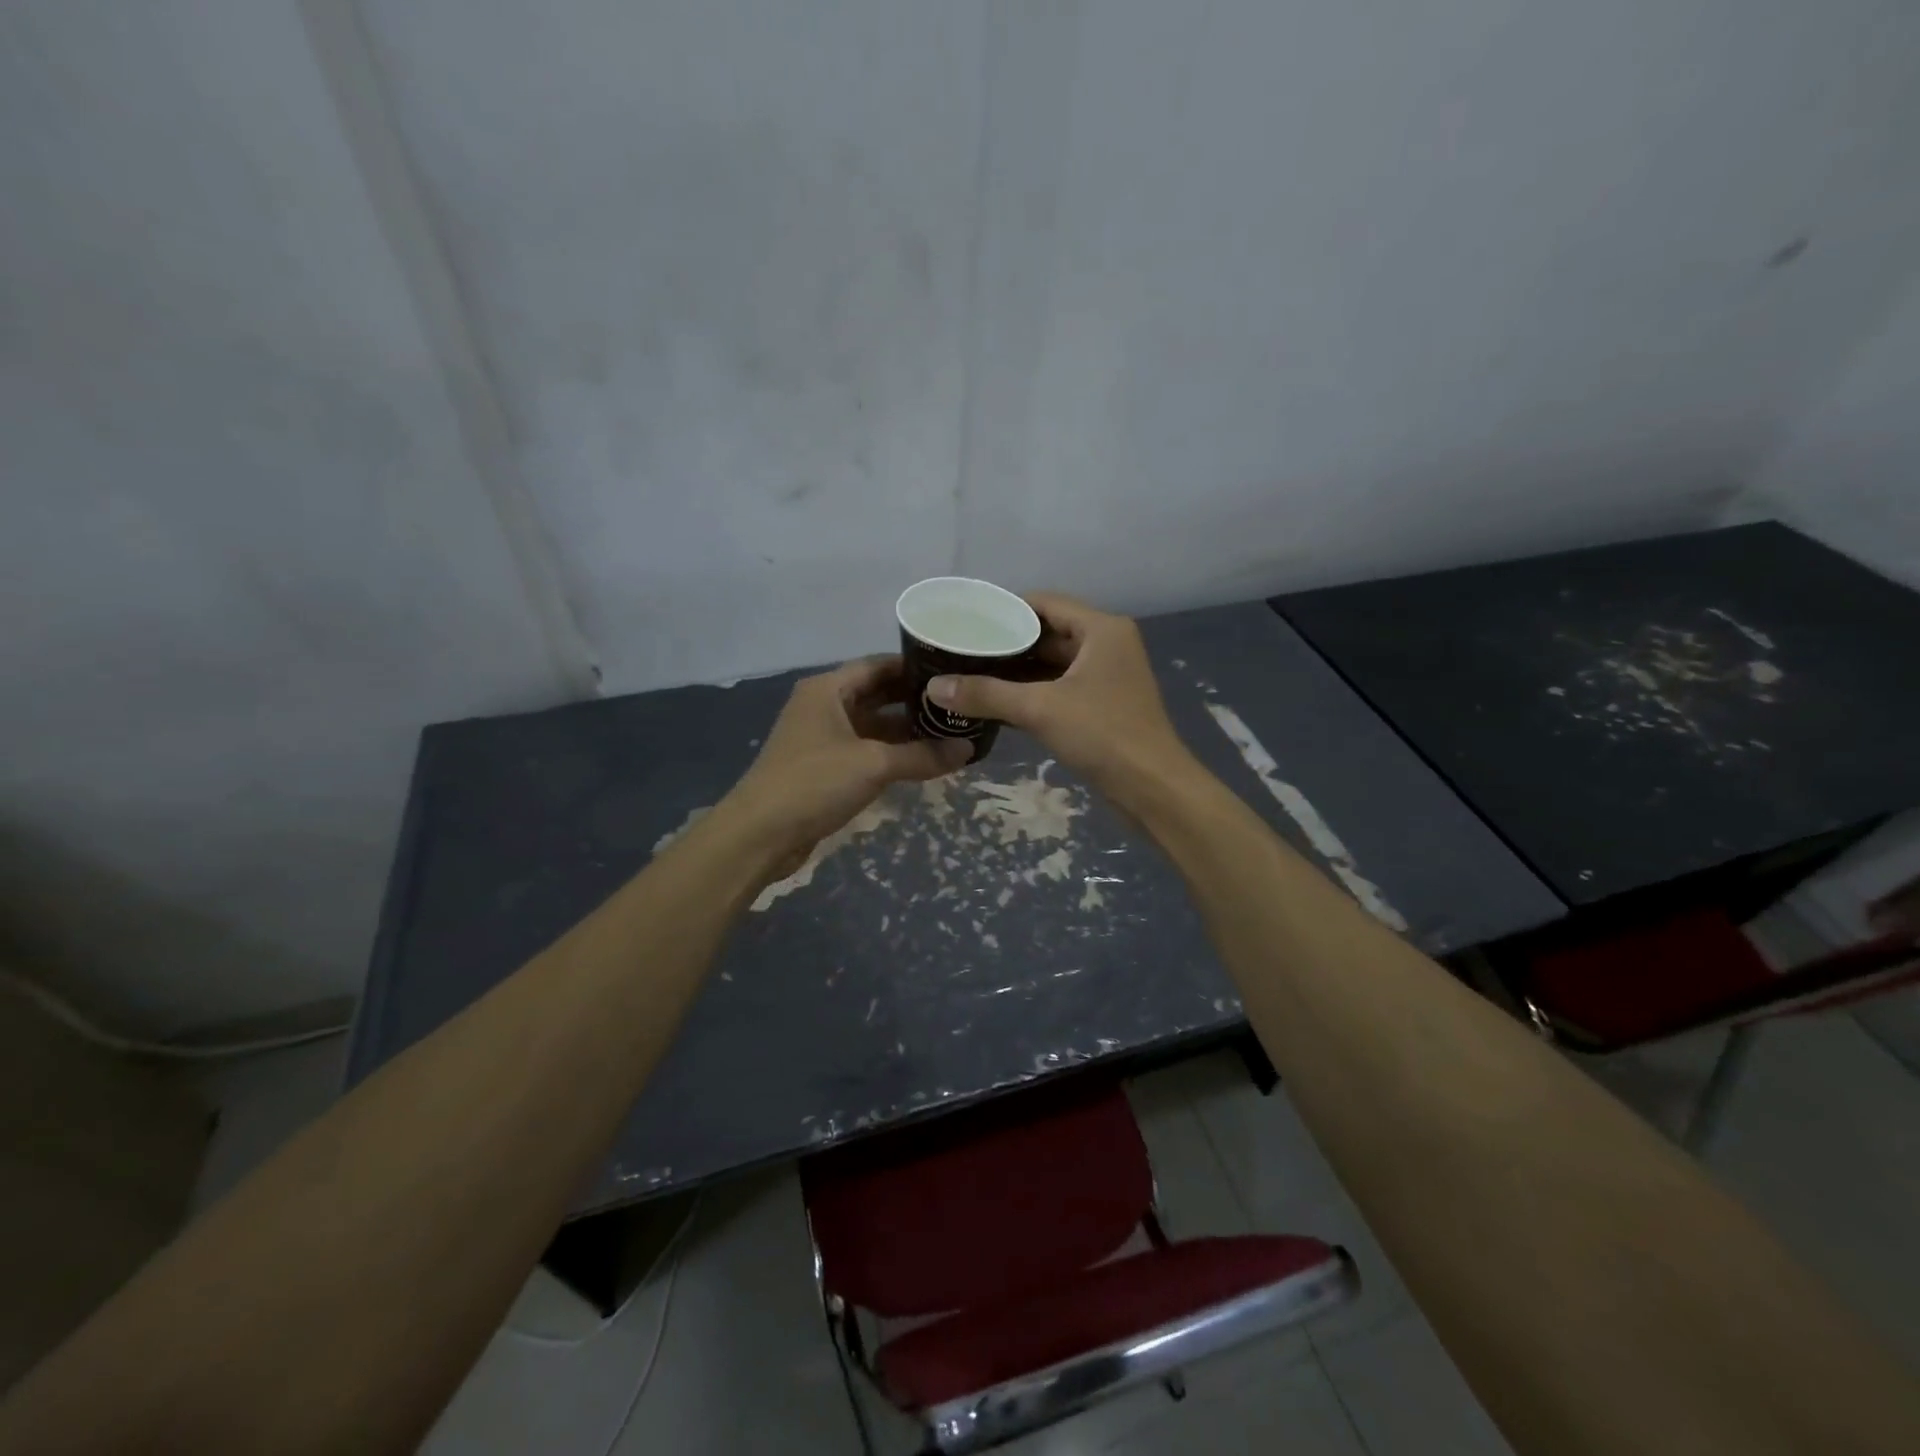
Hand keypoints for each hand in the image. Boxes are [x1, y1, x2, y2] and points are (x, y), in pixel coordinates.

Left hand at [716, 656, 971, 877]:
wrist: (760, 834)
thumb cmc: (814, 783)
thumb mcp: (874, 764)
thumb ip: (922, 755)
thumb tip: (968, 748)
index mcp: (828, 689)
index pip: (879, 665)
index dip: (915, 668)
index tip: (953, 673)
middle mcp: (824, 706)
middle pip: (877, 694)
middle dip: (915, 701)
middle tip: (957, 705)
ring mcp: (822, 738)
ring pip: (872, 725)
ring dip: (906, 731)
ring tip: (949, 732)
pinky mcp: (823, 767)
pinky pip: (865, 751)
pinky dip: (891, 753)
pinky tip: (922, 761)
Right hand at [925, 593, 1192, 801]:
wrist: (1153, 788)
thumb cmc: (1103, 735)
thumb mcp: (1040, 709)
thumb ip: (986, 694)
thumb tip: (934, 687)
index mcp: (1101, 629)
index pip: (1045, 603)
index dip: (1005, 610)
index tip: (967, 621)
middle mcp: (1106, 644)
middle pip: (1048, 632)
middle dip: (1006, 643)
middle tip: (962, 650)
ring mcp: (1106, 676)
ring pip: (1053, 663)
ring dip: (1016, 671)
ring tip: (971, 674)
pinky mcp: (1102, 704)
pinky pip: (1060, 687)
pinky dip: (1031, 692)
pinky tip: (996, 702)